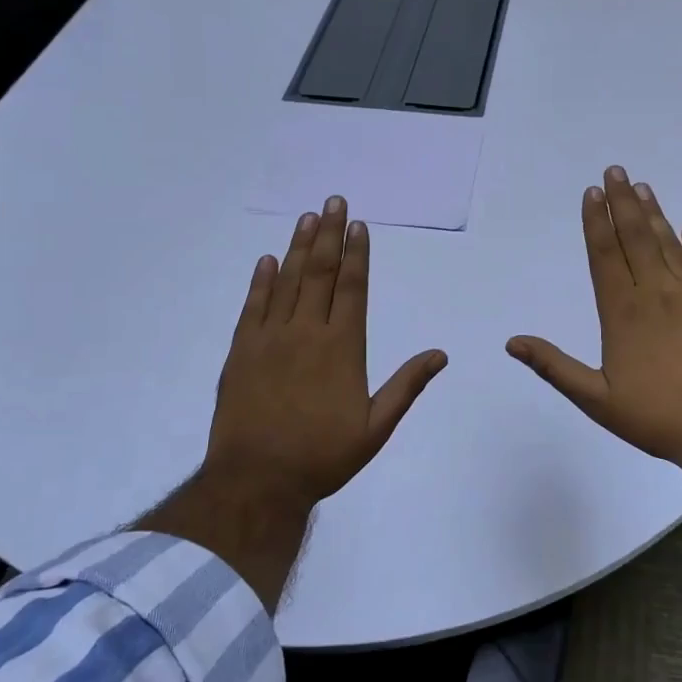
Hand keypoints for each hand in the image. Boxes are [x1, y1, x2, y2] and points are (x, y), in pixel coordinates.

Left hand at [205, 194, 446, 508]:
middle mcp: (306, 332)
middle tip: (334, 201)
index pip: (352, 288)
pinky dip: (261, 281)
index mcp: (342, 347)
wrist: (257, 480)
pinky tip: (267, 260)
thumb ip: (406, 387)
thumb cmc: (323, 456)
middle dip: (330, 234)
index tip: (359, 225)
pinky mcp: (240, 350)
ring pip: (287, 281)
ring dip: (299, 247)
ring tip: (308, 218)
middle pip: (321, 273)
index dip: (357, 253)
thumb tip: (440, 354)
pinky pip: (252, 306)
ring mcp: (269, 338)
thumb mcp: (375, 428)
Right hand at [507, 166, 681, 483]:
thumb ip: (554, 367)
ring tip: (643, 188)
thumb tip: (512, 342)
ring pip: (669, 245)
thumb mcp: (596, 399)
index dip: (596, 222)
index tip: (592, 193)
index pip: (605, 255)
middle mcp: (657, 294)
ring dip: (655, 215)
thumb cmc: (657, 417)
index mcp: (623, 312)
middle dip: (623, 203)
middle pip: (636, 238)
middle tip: (616, 171)